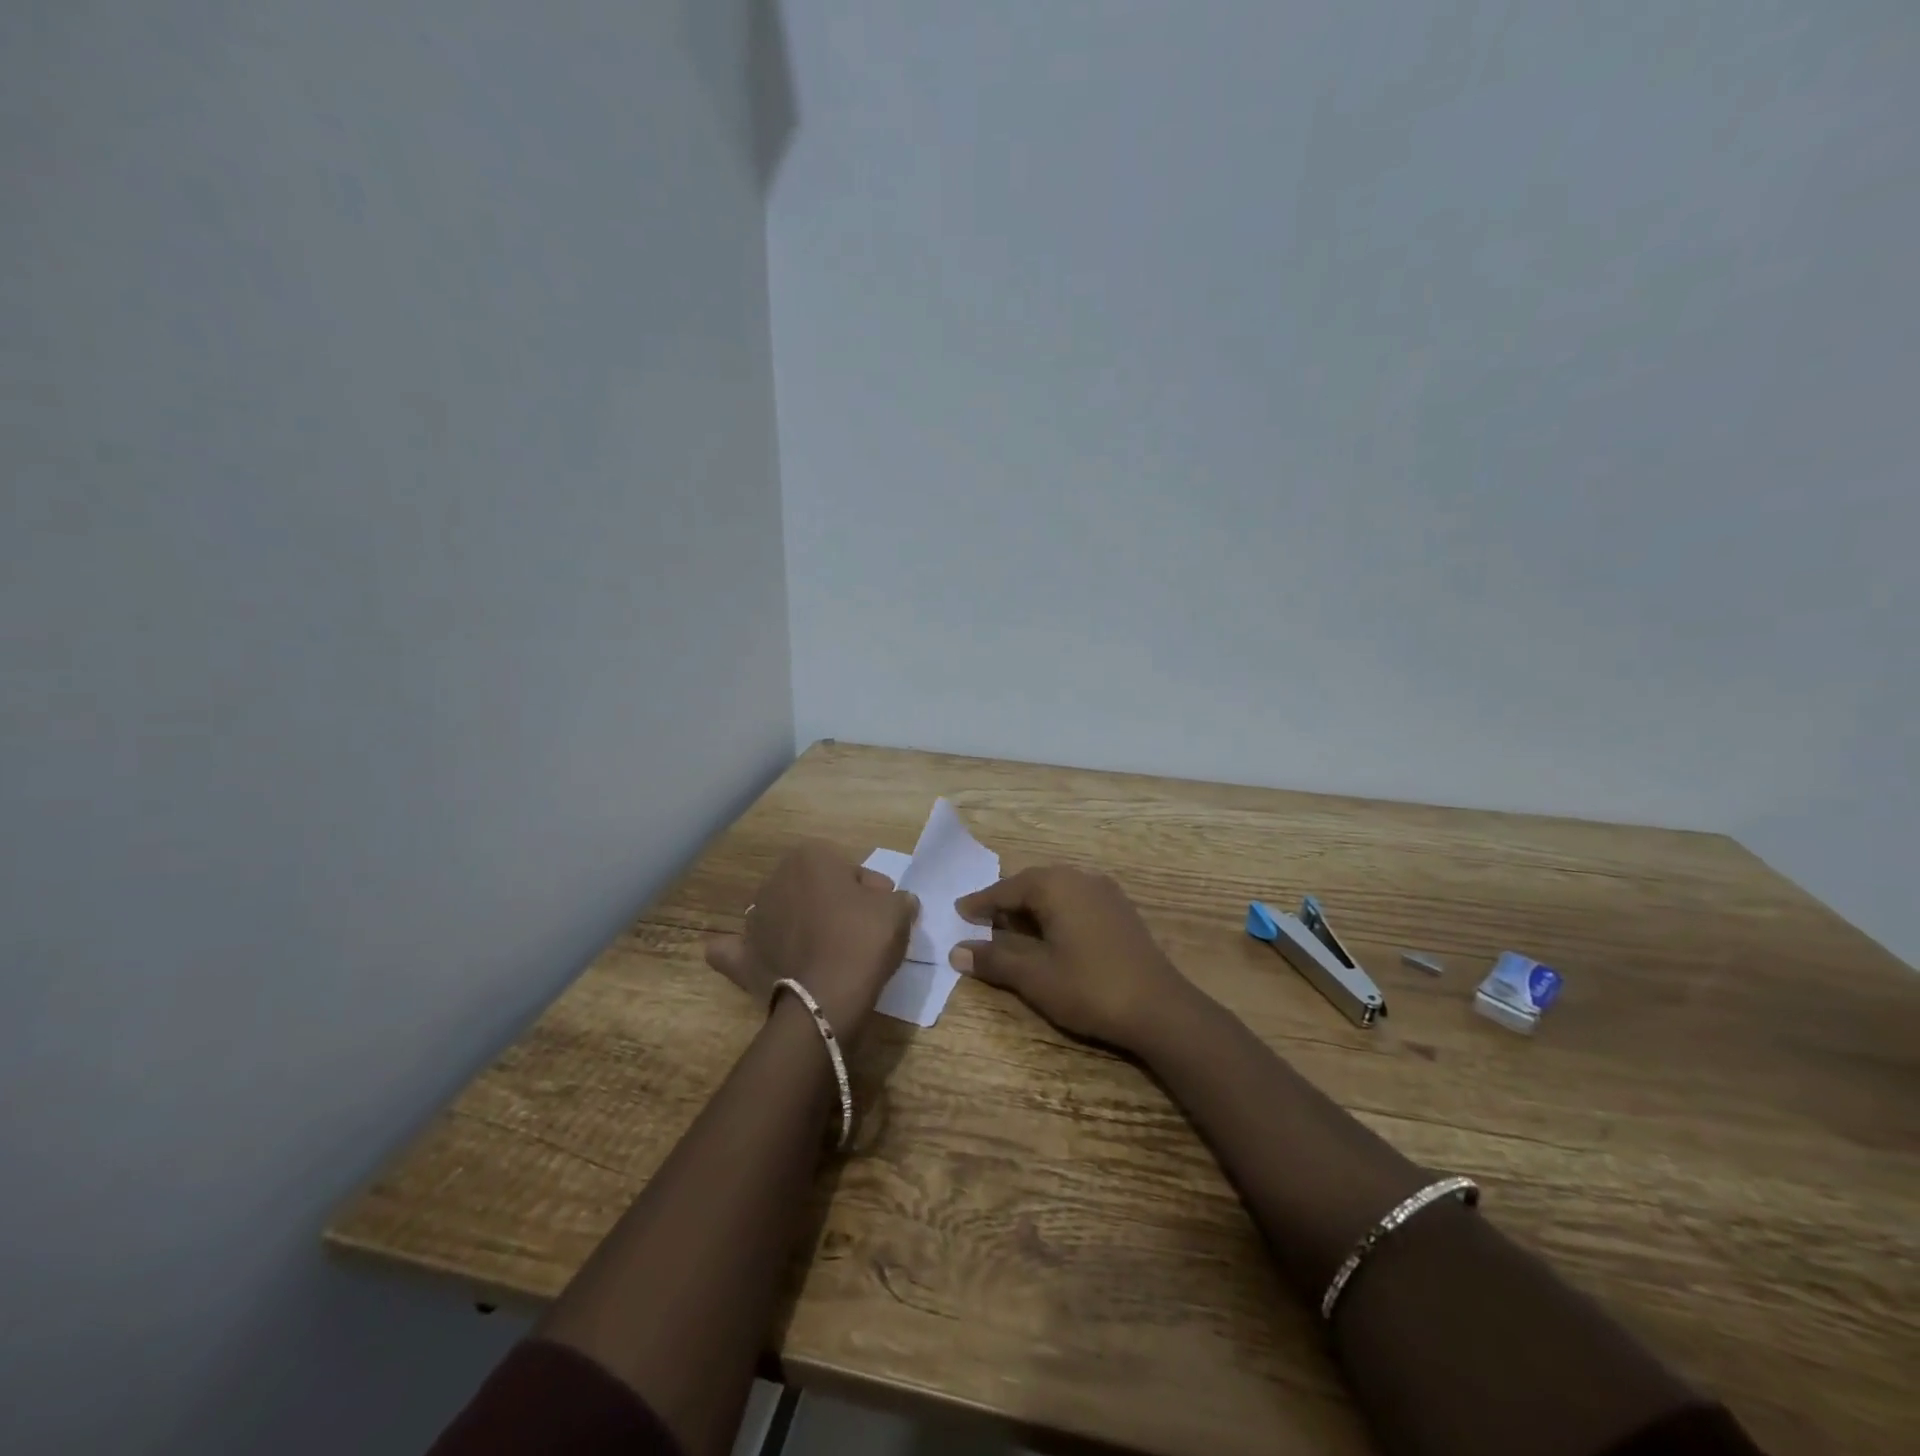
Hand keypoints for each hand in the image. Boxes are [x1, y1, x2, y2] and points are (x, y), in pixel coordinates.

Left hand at [705, 841, 917, 1045]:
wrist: (827, 998)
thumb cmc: (863, 940)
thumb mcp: (898, 910)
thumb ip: (898, 898)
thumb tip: (892, 901)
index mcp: (810, 857)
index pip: (848, 868)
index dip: (870, 890)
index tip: (883, 912)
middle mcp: (775, 880)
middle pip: (813, 888)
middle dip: (833, 904)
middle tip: (860, 932)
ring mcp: (753, 919)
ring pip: (781, 914)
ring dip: (798, 926)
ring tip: (825, 954)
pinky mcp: (742, 956)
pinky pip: (737, 949)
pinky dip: (743, 952)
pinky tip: (757, 958)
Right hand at [950, 865, 1194, 1051]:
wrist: (1160, 1008)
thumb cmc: (1089, 987)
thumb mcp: (1034, 977)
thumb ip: (994, 960)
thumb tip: (957, 951)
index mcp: (1056, 885)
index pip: (1007, 888)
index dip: (981, 902)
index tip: (959, 912)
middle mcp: (1080, 878)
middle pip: (1032, 884)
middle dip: (1006, 902)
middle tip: (982, 921)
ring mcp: (1105, 892)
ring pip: (1057, 891)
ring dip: (1032, 908)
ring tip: (1012, 929)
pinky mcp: (1121, 911)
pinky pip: (1076, 901)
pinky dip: (1056, 913)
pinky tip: (1051, 935)